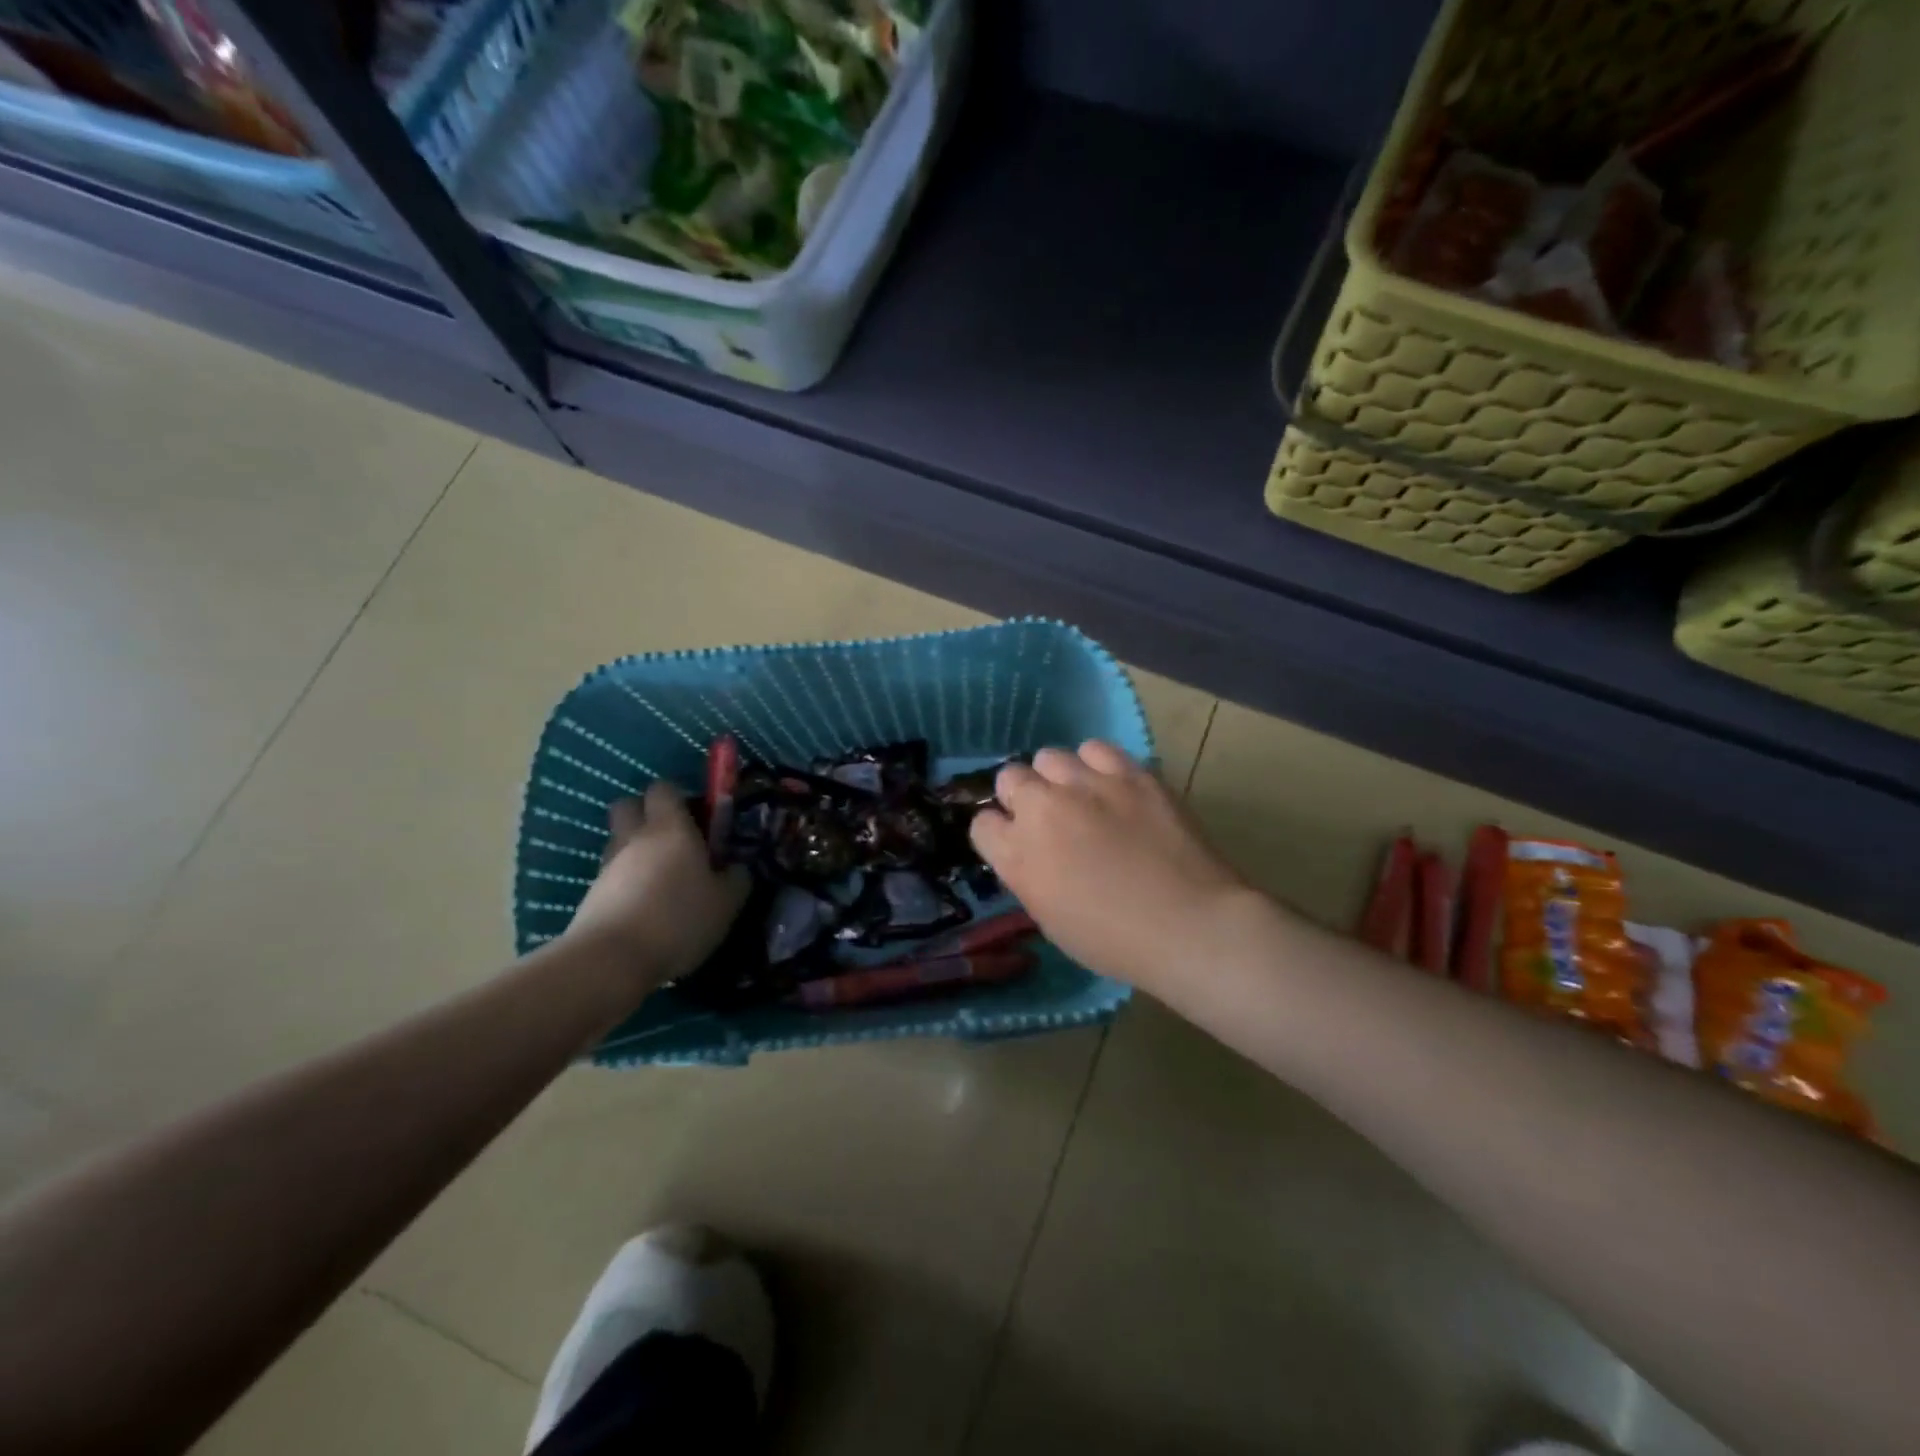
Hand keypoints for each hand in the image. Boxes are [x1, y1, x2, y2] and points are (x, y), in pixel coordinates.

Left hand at [566, 781, 748, 982]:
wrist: (611, 960)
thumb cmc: (679, 919)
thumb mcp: (726, 902)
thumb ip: (736, 878)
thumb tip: (737, 868)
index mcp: (670, 828)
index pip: (664, 788)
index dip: (679, 797)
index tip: (697, 818)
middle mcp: (634, 837)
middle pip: (628, 806)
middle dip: (647, 814)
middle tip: (673, 840)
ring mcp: (607, 866)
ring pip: (619, 842)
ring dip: (636, 852)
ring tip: (662, 882)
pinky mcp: (591, 895)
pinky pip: (611, 876)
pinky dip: (626, 884)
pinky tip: (645, 909)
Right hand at [969, 741, 1259, 991]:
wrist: (1188, 925)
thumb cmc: (1115, 940)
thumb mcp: (1050, 918)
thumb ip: (1029, 874)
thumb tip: (1031, 851)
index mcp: (1018, 855)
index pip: (982, 823)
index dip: (999, 832)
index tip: (1017, 842)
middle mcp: (1042, 809)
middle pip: (1010, 778)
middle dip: (1022, 796)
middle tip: (1049, 818)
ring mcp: (1086, 785)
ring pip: (1049, 757)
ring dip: (1057, 777)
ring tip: (1080, 796)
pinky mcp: (1128, 773)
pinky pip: (1095, 750)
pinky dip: (1095, 765)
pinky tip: (1110, 785)